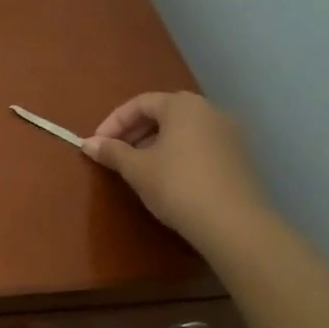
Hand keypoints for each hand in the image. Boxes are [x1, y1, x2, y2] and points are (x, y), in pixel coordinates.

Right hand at [82, 92, 268, 247]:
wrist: (234, 224)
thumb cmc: (177, 186)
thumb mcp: (136, 168)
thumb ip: (111, 151)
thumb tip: (88, 143)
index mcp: (183, 105)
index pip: (140, 103)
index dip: (113, 122)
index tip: (97, 144)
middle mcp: (210, 110)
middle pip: (164, 113)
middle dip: (134, 131)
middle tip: (116, 154)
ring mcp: (230, 133)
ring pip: (182, 130)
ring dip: (155, 143)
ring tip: (138, 167)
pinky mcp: (240, 157)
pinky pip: (200, 145)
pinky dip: (178, 153)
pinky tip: (168, 178)